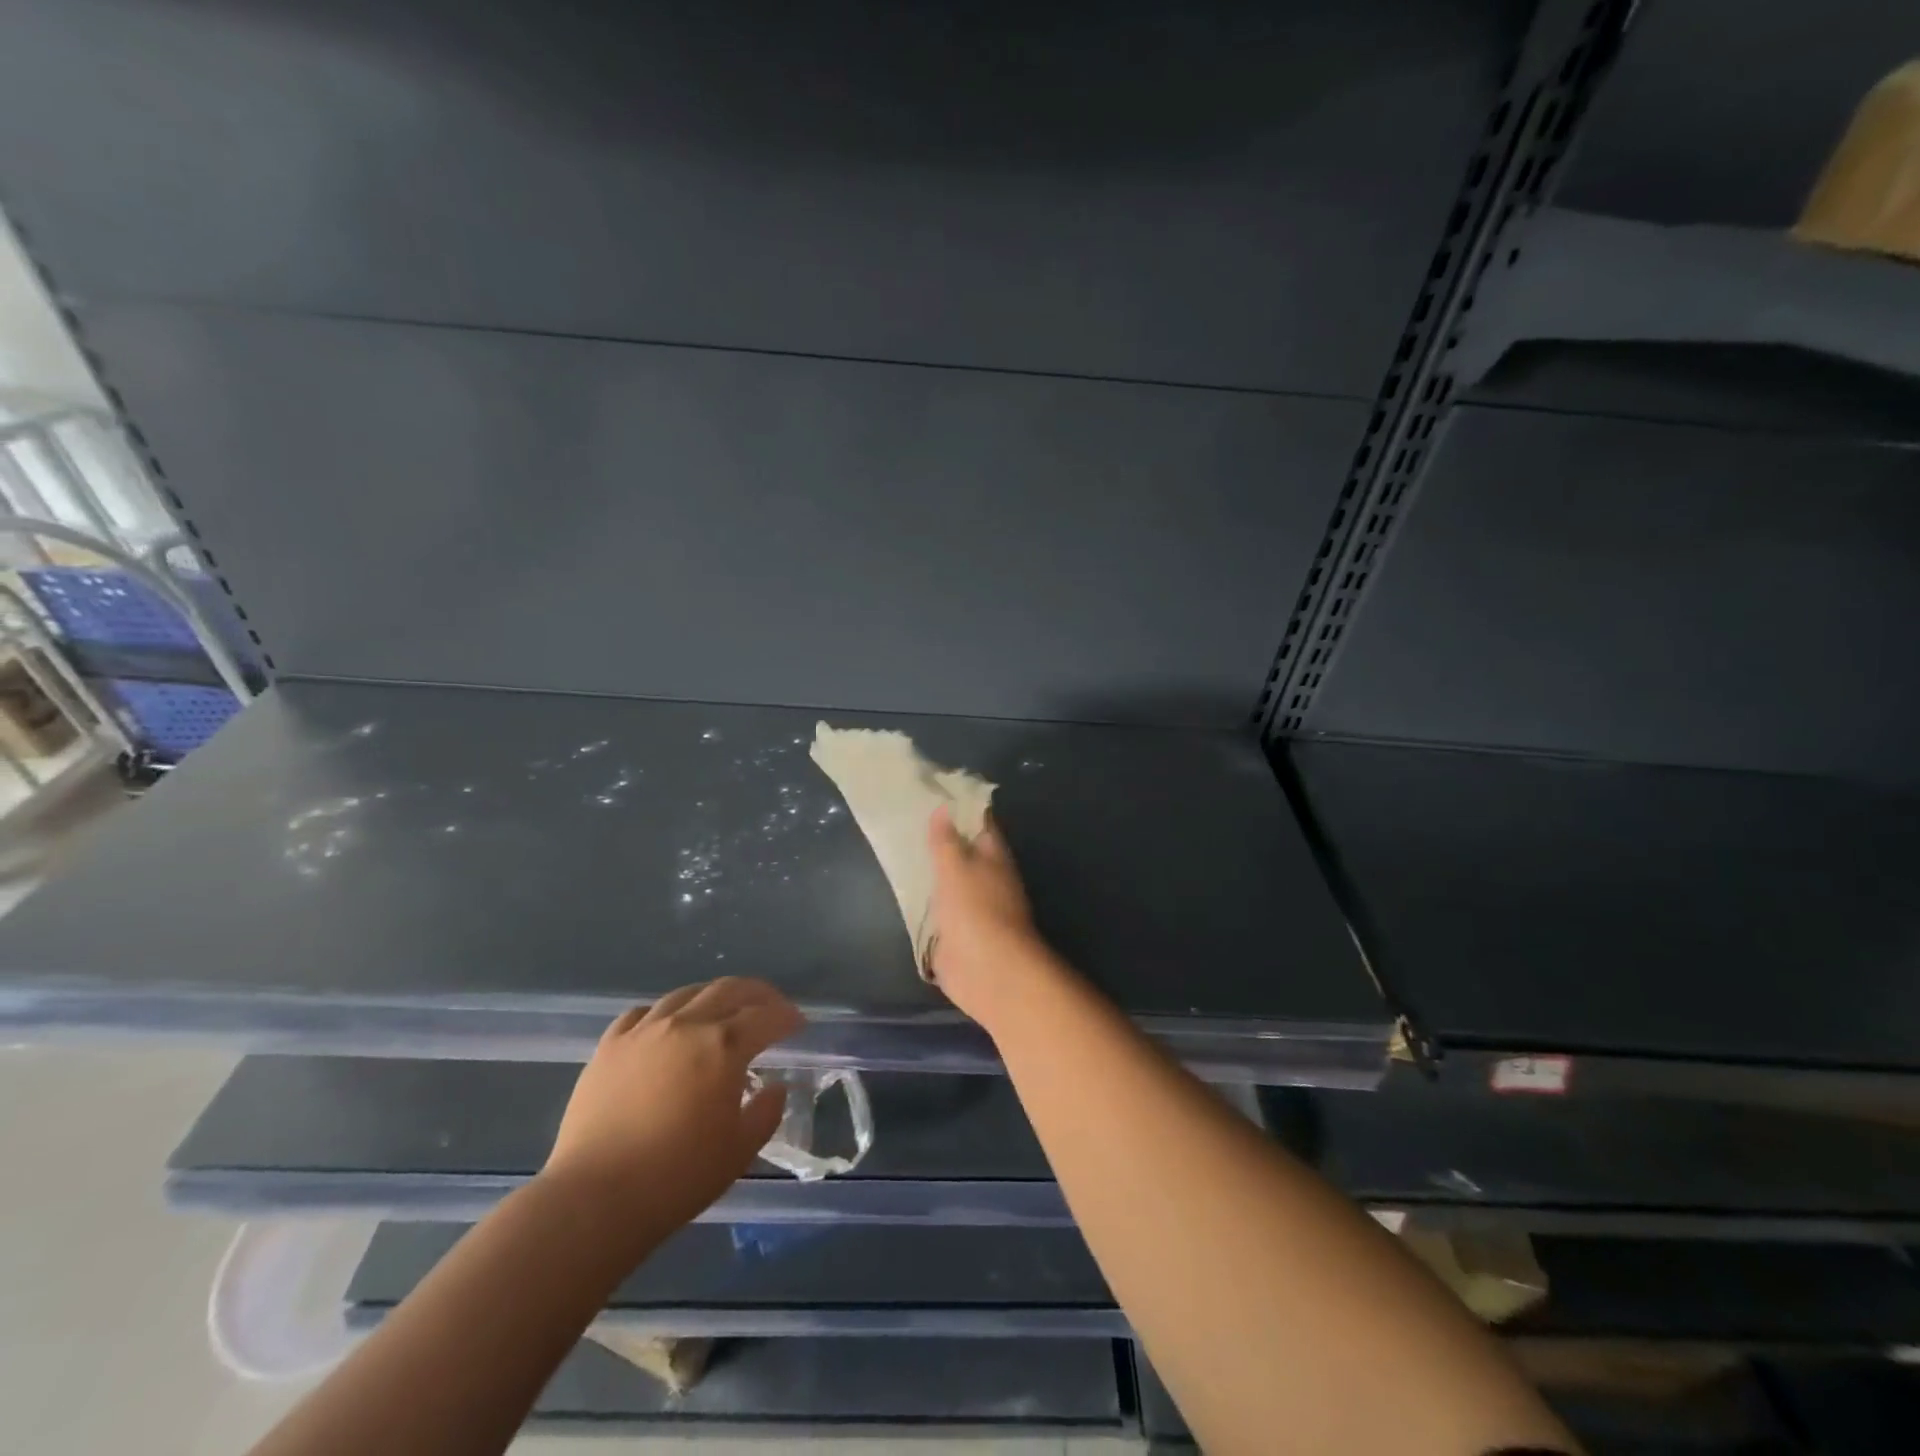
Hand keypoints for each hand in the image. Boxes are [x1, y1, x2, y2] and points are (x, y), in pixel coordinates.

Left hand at [543, 978, 802, 1229]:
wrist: (595, 1200)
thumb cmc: (677, 1178)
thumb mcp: (739, 1150)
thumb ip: (765, 1111)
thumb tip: (774, 1087)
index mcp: (724, 1046)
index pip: (767, 1016)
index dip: (787, 1017)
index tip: (798, 1023)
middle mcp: (687, 1025)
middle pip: (729, 990)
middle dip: (758, 994)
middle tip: (771, 1006)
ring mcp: (644, 1031)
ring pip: (686, 994)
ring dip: (712, 996)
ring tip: (722, 1010)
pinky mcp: (609, 1047)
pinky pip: (642, 1013)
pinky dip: (665, 1012)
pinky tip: (667, 1026)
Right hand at [925, 805, 1055, 1029]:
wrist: (987, 970)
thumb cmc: (975, 909)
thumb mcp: (955, 866)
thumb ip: (946, 840)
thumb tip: (943, 808)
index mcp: (994, 856)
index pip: (979, 822)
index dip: (960, 807)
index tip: (933, 793)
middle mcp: (988, 878)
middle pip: (964, 852)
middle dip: (941, 839)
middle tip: (907, 821)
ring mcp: (974, 907)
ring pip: (950, 881)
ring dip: (932, 870)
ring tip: (901, 851)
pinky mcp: (958, 933)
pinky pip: (940, 909)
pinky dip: (926, 900)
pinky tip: (906, 891)